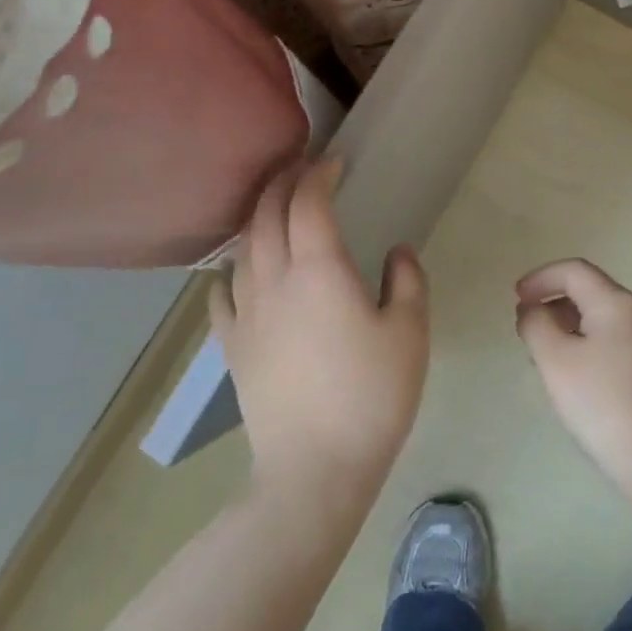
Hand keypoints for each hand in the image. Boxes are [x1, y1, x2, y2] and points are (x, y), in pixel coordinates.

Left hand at [216, 159, 428, 508]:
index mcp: (320, 270)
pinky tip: (239, 271)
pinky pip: (221, 293)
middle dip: (282, 182)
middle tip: (302, 169)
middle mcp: (275, 280)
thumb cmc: (372, 395)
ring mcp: (246, 313)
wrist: (315, 468)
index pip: (308, 202)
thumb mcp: (410, 332)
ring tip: (275, 209)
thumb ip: (408, 281)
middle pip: (266, 213)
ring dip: (258, 217)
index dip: (319, 174)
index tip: (335, 162)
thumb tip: (396, 251)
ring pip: (242, 247)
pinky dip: (231, 270)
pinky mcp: (232, 346)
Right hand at [514, 259, 631, 508]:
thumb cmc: (604, 405)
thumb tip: (533, 310)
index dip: (541, 278)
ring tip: (546, 357)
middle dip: (554, 303)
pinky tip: (578, 380)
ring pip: (603, 320)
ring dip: (570, 327)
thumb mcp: (556, 361)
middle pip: (591, 292)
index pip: (574, 271)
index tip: (516, 299)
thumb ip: (536, 325)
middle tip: (527, 330)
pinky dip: (589, 346)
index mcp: (617, 303)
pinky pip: (616, 344)